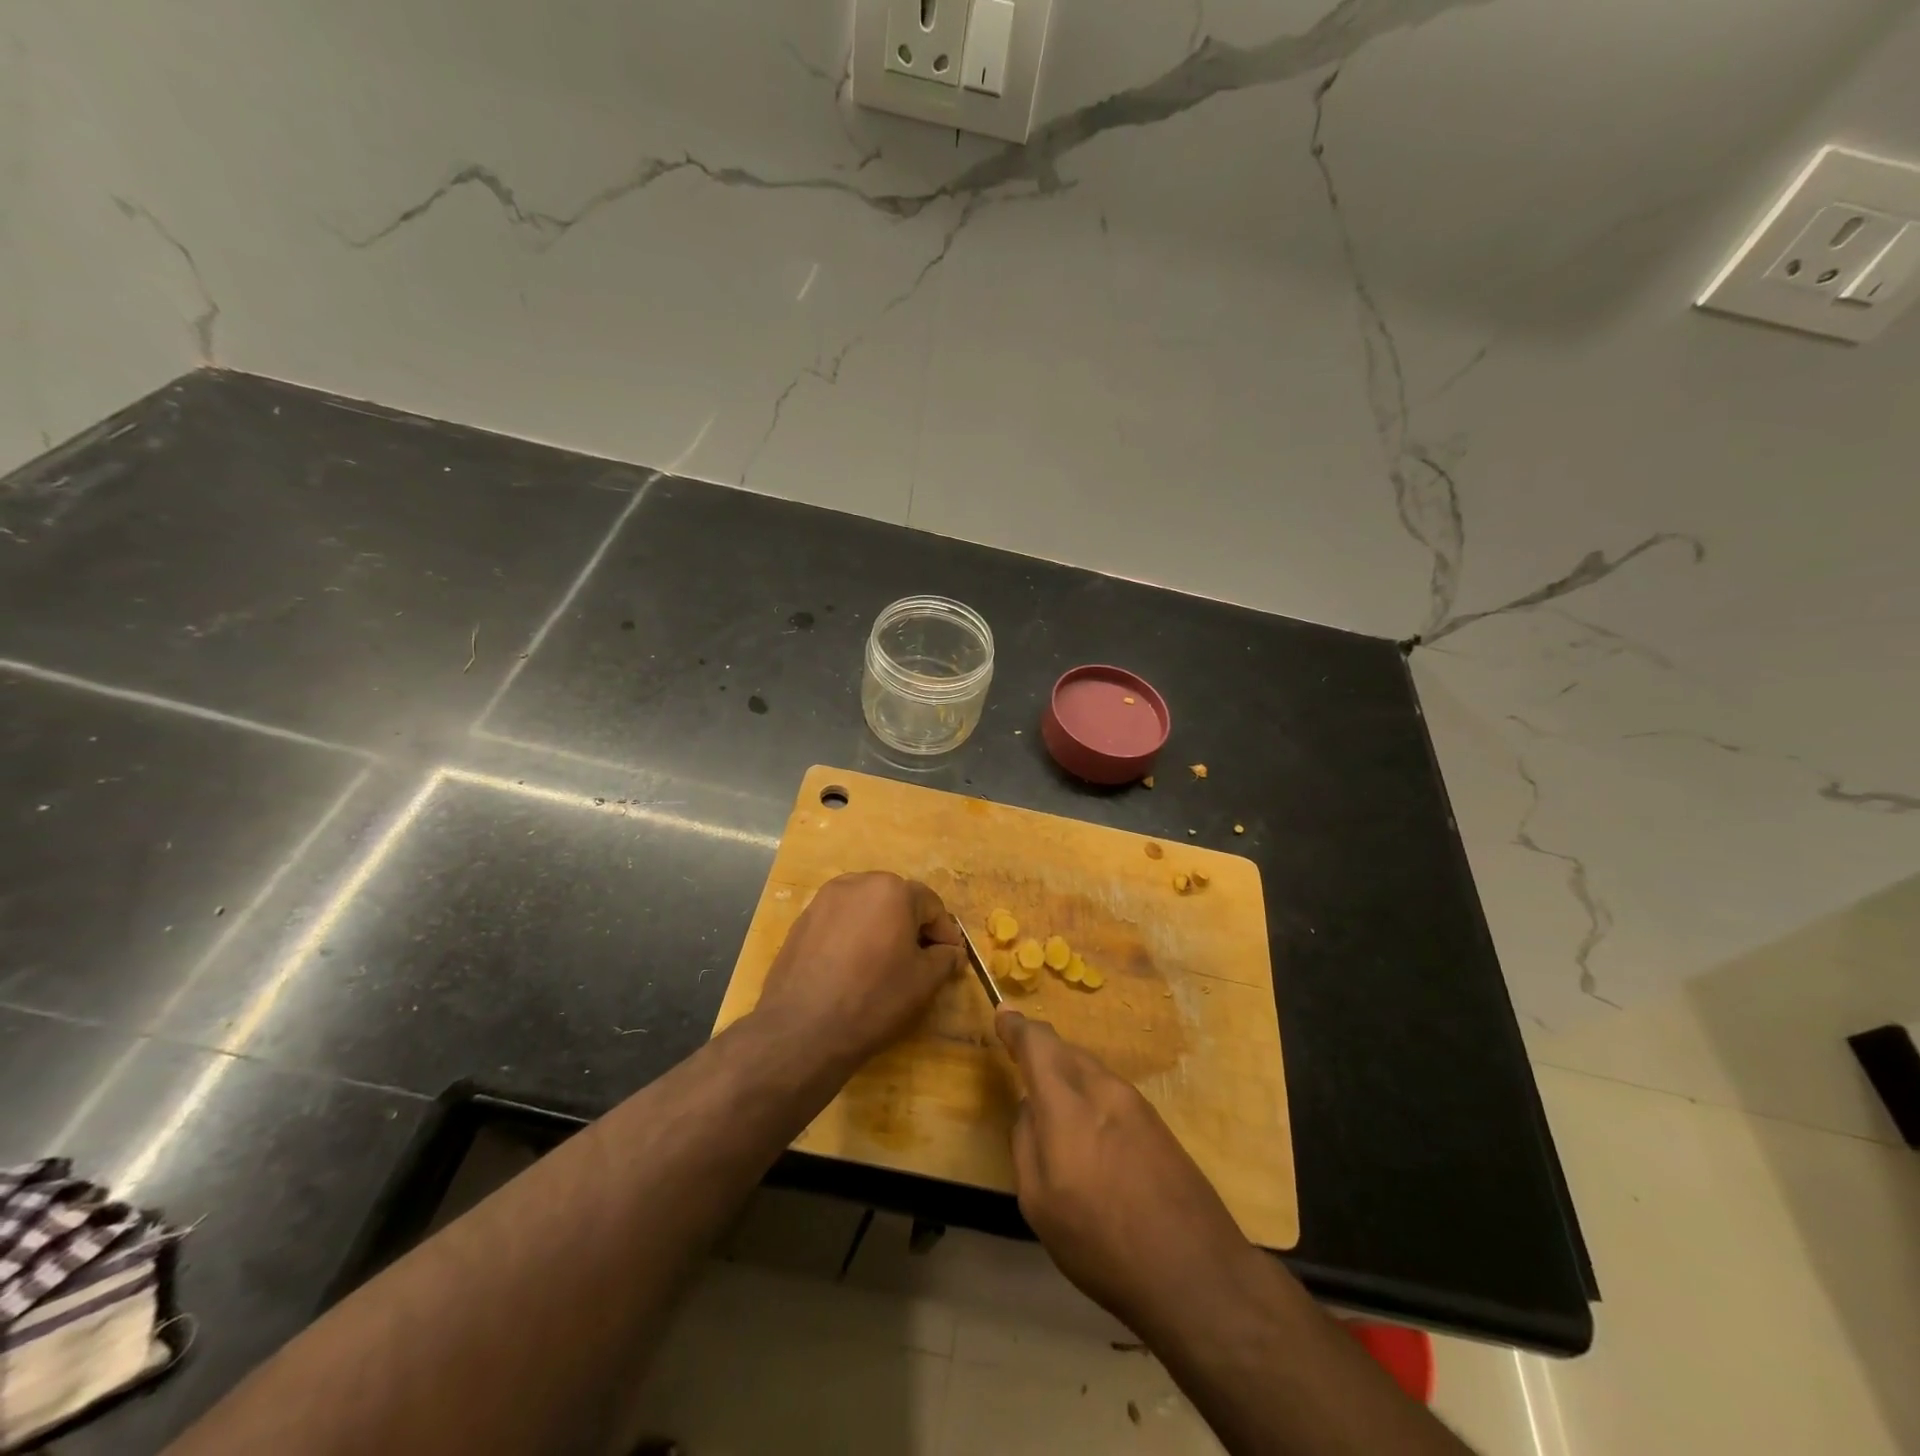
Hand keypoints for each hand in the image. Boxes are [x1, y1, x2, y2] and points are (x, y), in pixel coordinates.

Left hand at [754, 872, 962, 1070]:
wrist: (802, 1029)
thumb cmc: (874, 998)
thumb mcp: (924, 982)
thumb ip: (945, 958)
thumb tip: (950, 951)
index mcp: (892, 890)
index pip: (930, 904)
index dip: (944, 932)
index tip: (950, 958)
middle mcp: (857, 883)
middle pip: (896, 900)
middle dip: (912, 926)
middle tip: (920, 960)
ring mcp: (823, 900)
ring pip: (865, 908)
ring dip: (881, 928)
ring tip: (884, 963)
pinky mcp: (801, 921)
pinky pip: (839, 922)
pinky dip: (853, 936)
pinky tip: (852, 968)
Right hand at [996, 1009, 1255, 1333]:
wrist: (1197, 1273)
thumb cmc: (1102, 1244)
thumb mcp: (1039, 1204)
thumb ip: (1026, 1142)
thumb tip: (1030, 1108)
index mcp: (1067, 1104)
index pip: (1037, 1043)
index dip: (1016, 1027)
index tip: (1003, 1015)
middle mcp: (1103, 1089)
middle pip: (1065, 1050)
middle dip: (1040, 1052)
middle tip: (1022, 1067)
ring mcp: (1136, 1103)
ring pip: (1090, 1069)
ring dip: (1067, 1075)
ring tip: (1055, 1109)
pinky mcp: (1158, 1123)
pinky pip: (1111, 1091)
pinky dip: (1090, 1095)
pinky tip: (1091, 1134)